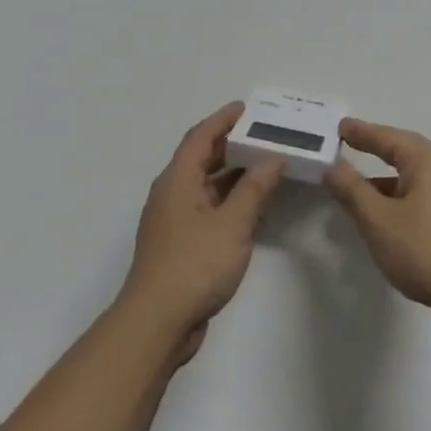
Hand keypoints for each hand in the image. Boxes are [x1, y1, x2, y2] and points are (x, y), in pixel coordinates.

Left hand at [119, 103, 285, 362]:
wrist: (158, 323)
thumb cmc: (194, 265)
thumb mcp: (232, 223)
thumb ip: (255, 188)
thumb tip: (273, 158)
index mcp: (177, 180)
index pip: (200, 137)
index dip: (223, 119)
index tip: (247, 108)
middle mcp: (172, 194)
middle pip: (203, 159)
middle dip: (233, 146)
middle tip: (267, 136)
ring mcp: (175, 221)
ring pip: (207, 187)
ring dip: (236, 177)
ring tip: (269, 167)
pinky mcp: (182, 245)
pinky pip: (209, 211)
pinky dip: (232, 204)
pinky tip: (257, 210)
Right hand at [324, 119, 430, 321]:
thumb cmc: (424, 247)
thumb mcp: (378, 219)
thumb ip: (352, 190)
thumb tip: (333, 166)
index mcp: (427, 160)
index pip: (388, 138)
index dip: (362, 133)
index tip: (341, 127)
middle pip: (405, 153)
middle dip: (377, 150)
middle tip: (349, 146)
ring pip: (414, 178)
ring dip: (386, 180)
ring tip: (358, 188)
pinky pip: (423, 196)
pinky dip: (400, 198)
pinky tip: (385, 217)